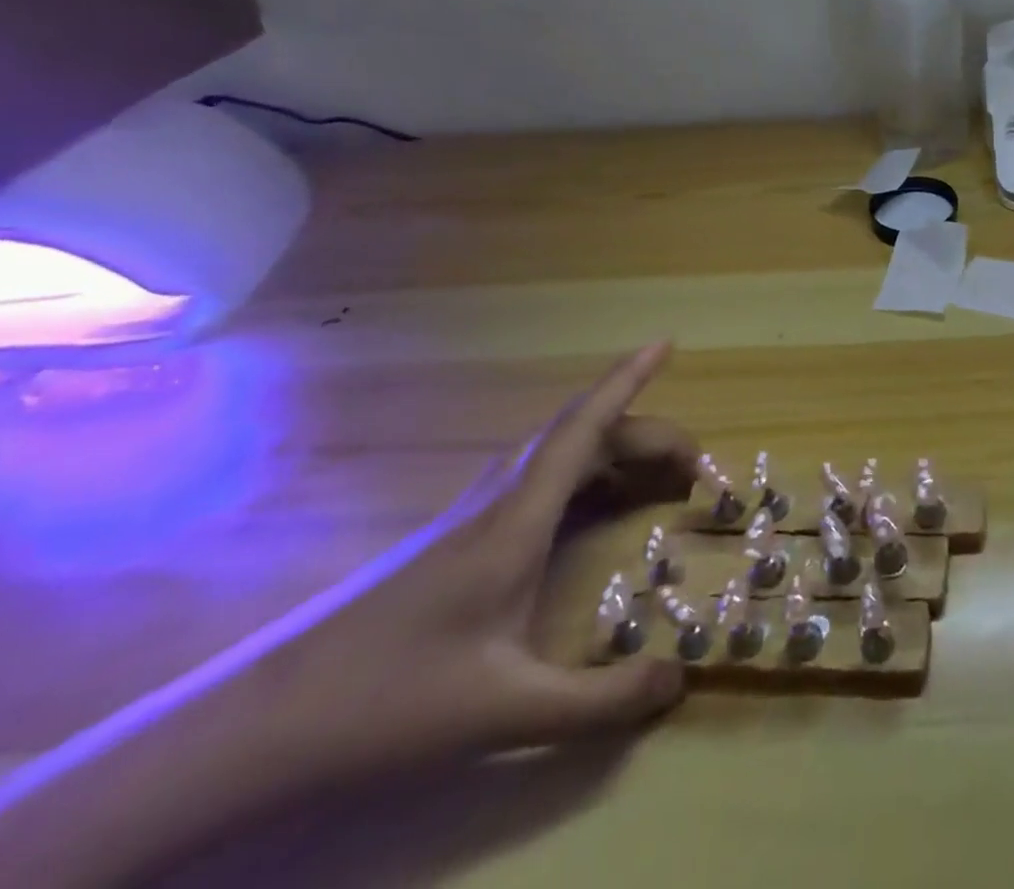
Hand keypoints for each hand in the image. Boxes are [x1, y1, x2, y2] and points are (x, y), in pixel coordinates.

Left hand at [269, 341, 697, 772]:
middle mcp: (501, 501)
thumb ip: (598, 700)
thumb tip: (681, 679)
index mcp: (518, 519)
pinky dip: (587, 477)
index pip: (584, 427)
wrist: (259, 726)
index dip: (628, 380)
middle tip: (698, 468)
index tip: (665, 344)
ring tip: (661, 480)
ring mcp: (476, 518)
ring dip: (617, 452)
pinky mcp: (460, 540)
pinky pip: (542, 482)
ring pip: (561, 457)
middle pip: (586, 438)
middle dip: (650, 437)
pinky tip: (593, 511)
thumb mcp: (504, 712)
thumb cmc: (387, 701)